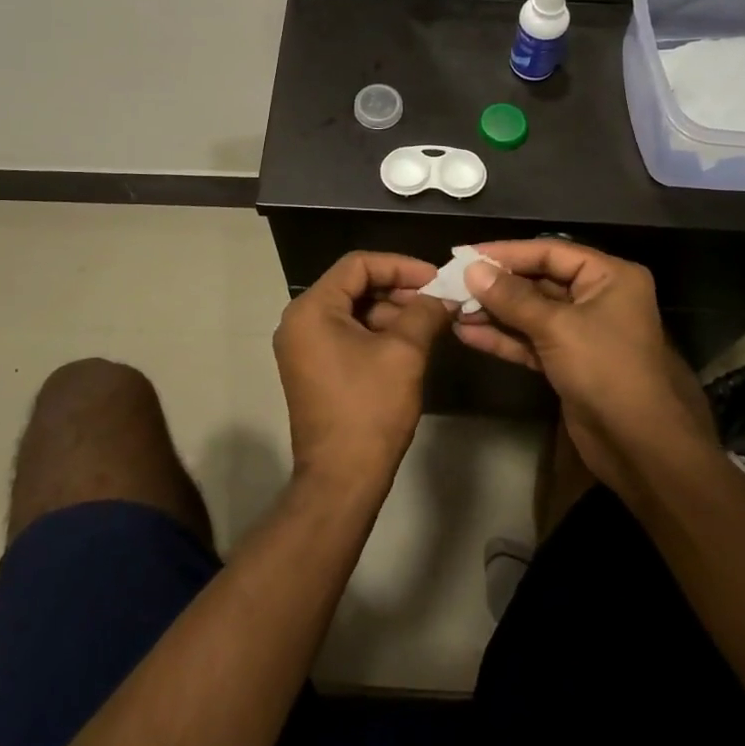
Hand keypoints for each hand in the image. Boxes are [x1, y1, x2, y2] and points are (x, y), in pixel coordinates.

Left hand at [274, 253, 452, 492]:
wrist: (342, 480)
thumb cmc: (370, 409)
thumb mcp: (404, 353)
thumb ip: (425, 313)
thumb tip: (445, 296)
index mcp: (312, 309)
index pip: (358, 265)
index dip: (400, 266)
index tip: (436, 277)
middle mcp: (299, 321)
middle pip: (353, 286)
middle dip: (398, 289)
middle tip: (438, 299)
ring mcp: (303, 346)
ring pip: (352, 310)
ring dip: (391, 311)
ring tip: (431, 321)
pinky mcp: (313, 368)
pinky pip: (347, 334)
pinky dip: (377, 332)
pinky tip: (411, 341)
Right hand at [456, 240, 716, 508]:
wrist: (640, 447)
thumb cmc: (607, 370)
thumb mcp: (557, 327)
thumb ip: (512, 298)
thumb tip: (472, 270)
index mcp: (609, 277)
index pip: (550, 252)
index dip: (506, 253)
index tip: (465, 255)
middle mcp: (598, 297)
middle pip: (539, 281)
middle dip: (496, 285)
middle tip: (453, 283)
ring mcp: (583, 332)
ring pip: (531, 314)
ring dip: (494, 312)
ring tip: (452, 308)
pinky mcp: (569, 362)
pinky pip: (531, 341)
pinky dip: (503, 338)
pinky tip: (467, 334)